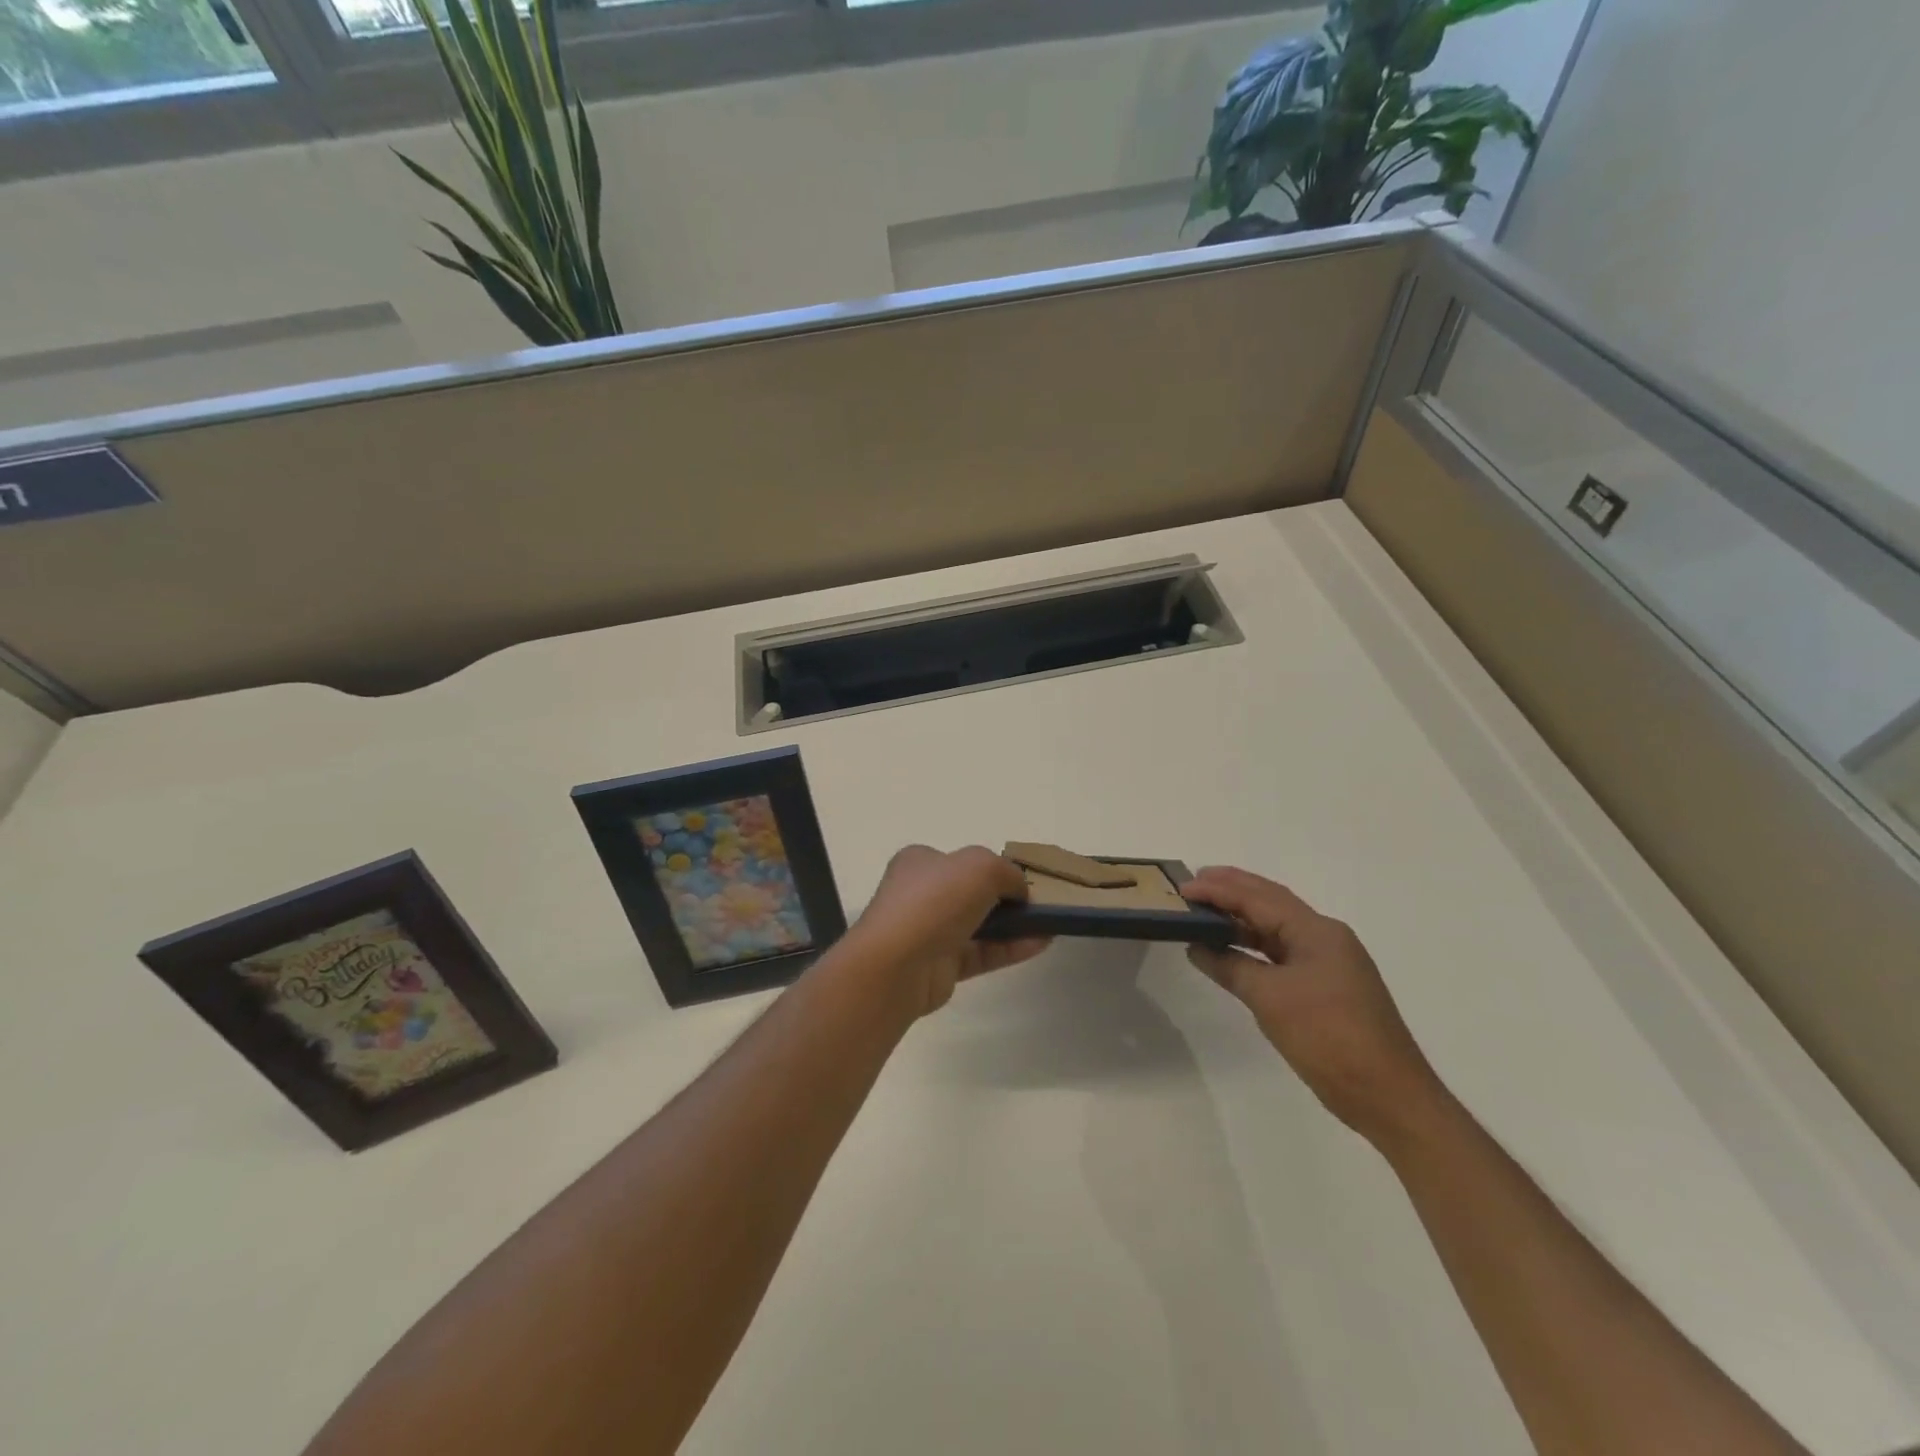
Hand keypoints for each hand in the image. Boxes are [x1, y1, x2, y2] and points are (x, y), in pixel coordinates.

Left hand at [845, 845, 1050, 1018]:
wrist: (897, 964)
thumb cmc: (934, 901)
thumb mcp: (980, 866)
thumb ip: (1007, 872)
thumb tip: (1019, 890)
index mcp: (920, 863)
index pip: (960, 861)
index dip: (992, 867)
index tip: (1020, 879)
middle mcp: (921, 895)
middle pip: (971, 893)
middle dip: (1005, 897)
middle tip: (1038, 902)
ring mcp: (929, 932)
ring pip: (979, 925)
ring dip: (1014, 924)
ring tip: (1050, 923)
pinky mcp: (941, 966)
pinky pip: (982, 953)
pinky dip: (1010, 948)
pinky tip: (1041, 943)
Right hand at [1182, 866, 1446, 1147]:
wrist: (1389, 1096)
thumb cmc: (1329, 1038)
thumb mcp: (1271, 999)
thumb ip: (1231, 966)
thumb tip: (1197, 947)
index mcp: (1317, 931)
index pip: (1258, 898)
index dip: (1218, 890)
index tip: (1182, 887)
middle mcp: (1325, 937)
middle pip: (1271, 902)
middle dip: (1232, 889)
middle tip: (1193, 883)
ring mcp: (1329, 962)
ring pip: (1277, 928)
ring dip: (1242, 918)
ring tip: (1205, 910)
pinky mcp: (1327, 987)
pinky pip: (1282, 953)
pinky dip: (1254, 947)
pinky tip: (1231, 950)